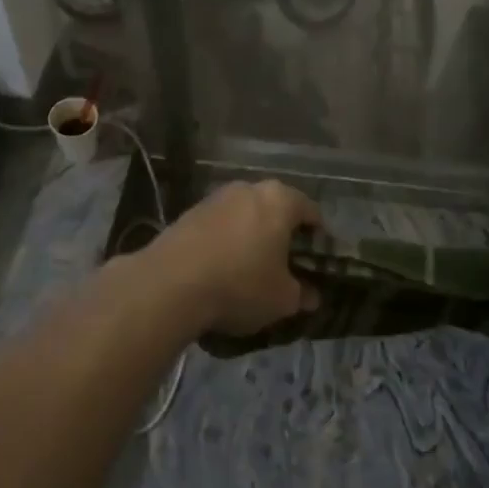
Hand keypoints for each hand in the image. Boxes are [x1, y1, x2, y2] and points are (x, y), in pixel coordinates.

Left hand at [141, 181, 321, 335]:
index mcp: (279, 199)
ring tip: (251, 270)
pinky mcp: (189, 212)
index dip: (318, 238)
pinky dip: (226, 242)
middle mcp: (248, 188)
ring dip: (252, 237)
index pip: (311, 211)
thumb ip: (301, 294)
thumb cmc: (240, 284)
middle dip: (282, 235)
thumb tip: (311, 295)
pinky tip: (222, 270)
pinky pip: (219, 226)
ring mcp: (215, 197)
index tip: (316, 263)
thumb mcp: (282, 299)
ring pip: (245, 216)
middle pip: (276, 209)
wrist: (170, 284)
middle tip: (286, 267)